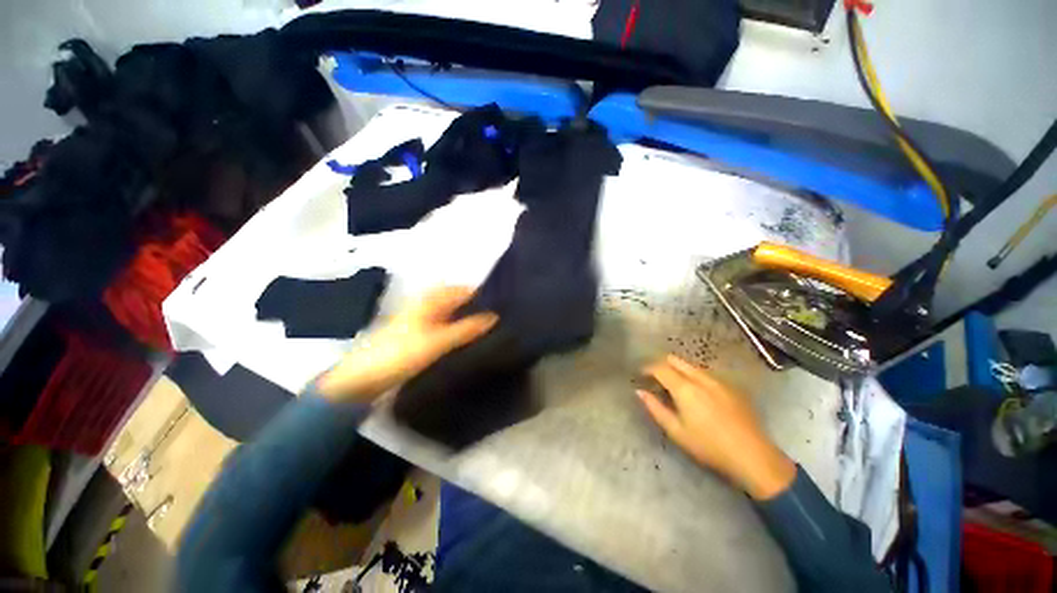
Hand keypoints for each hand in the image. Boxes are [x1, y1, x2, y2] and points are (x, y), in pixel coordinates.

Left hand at [315, 286, 497, 403]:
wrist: (364, 378)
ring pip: (451, 313)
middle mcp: (426, 305)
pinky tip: (467, 339)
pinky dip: (457, 328)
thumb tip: (494, 317)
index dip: (481, 294)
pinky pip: (444, 325)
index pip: (461, 290)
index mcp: (429, 300)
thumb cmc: (401, 353)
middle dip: (476, 305)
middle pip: (456, 300)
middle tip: (497, 316)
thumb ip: (467, 328)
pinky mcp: (418, 335)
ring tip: (487, 327)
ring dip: (467, 317)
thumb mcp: (438, 341)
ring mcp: (421, 320)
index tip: (502, 303)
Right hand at [638, 355, 795, 499]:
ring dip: (679, 370)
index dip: (648, 368)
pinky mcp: (732, 386)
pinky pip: (707, 374)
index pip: (660, 368)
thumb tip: (639, 391)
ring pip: (692, 366)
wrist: (753, 456)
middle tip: (655, 377)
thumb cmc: (709, 446)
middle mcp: (701, 378)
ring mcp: (719, 380)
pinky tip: (698, 393)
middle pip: (676, 360)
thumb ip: (655, 408)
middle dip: (662, 364)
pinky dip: (695, 376)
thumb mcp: (676, 431)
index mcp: (685, 388)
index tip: (641, 374)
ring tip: (675, 385)